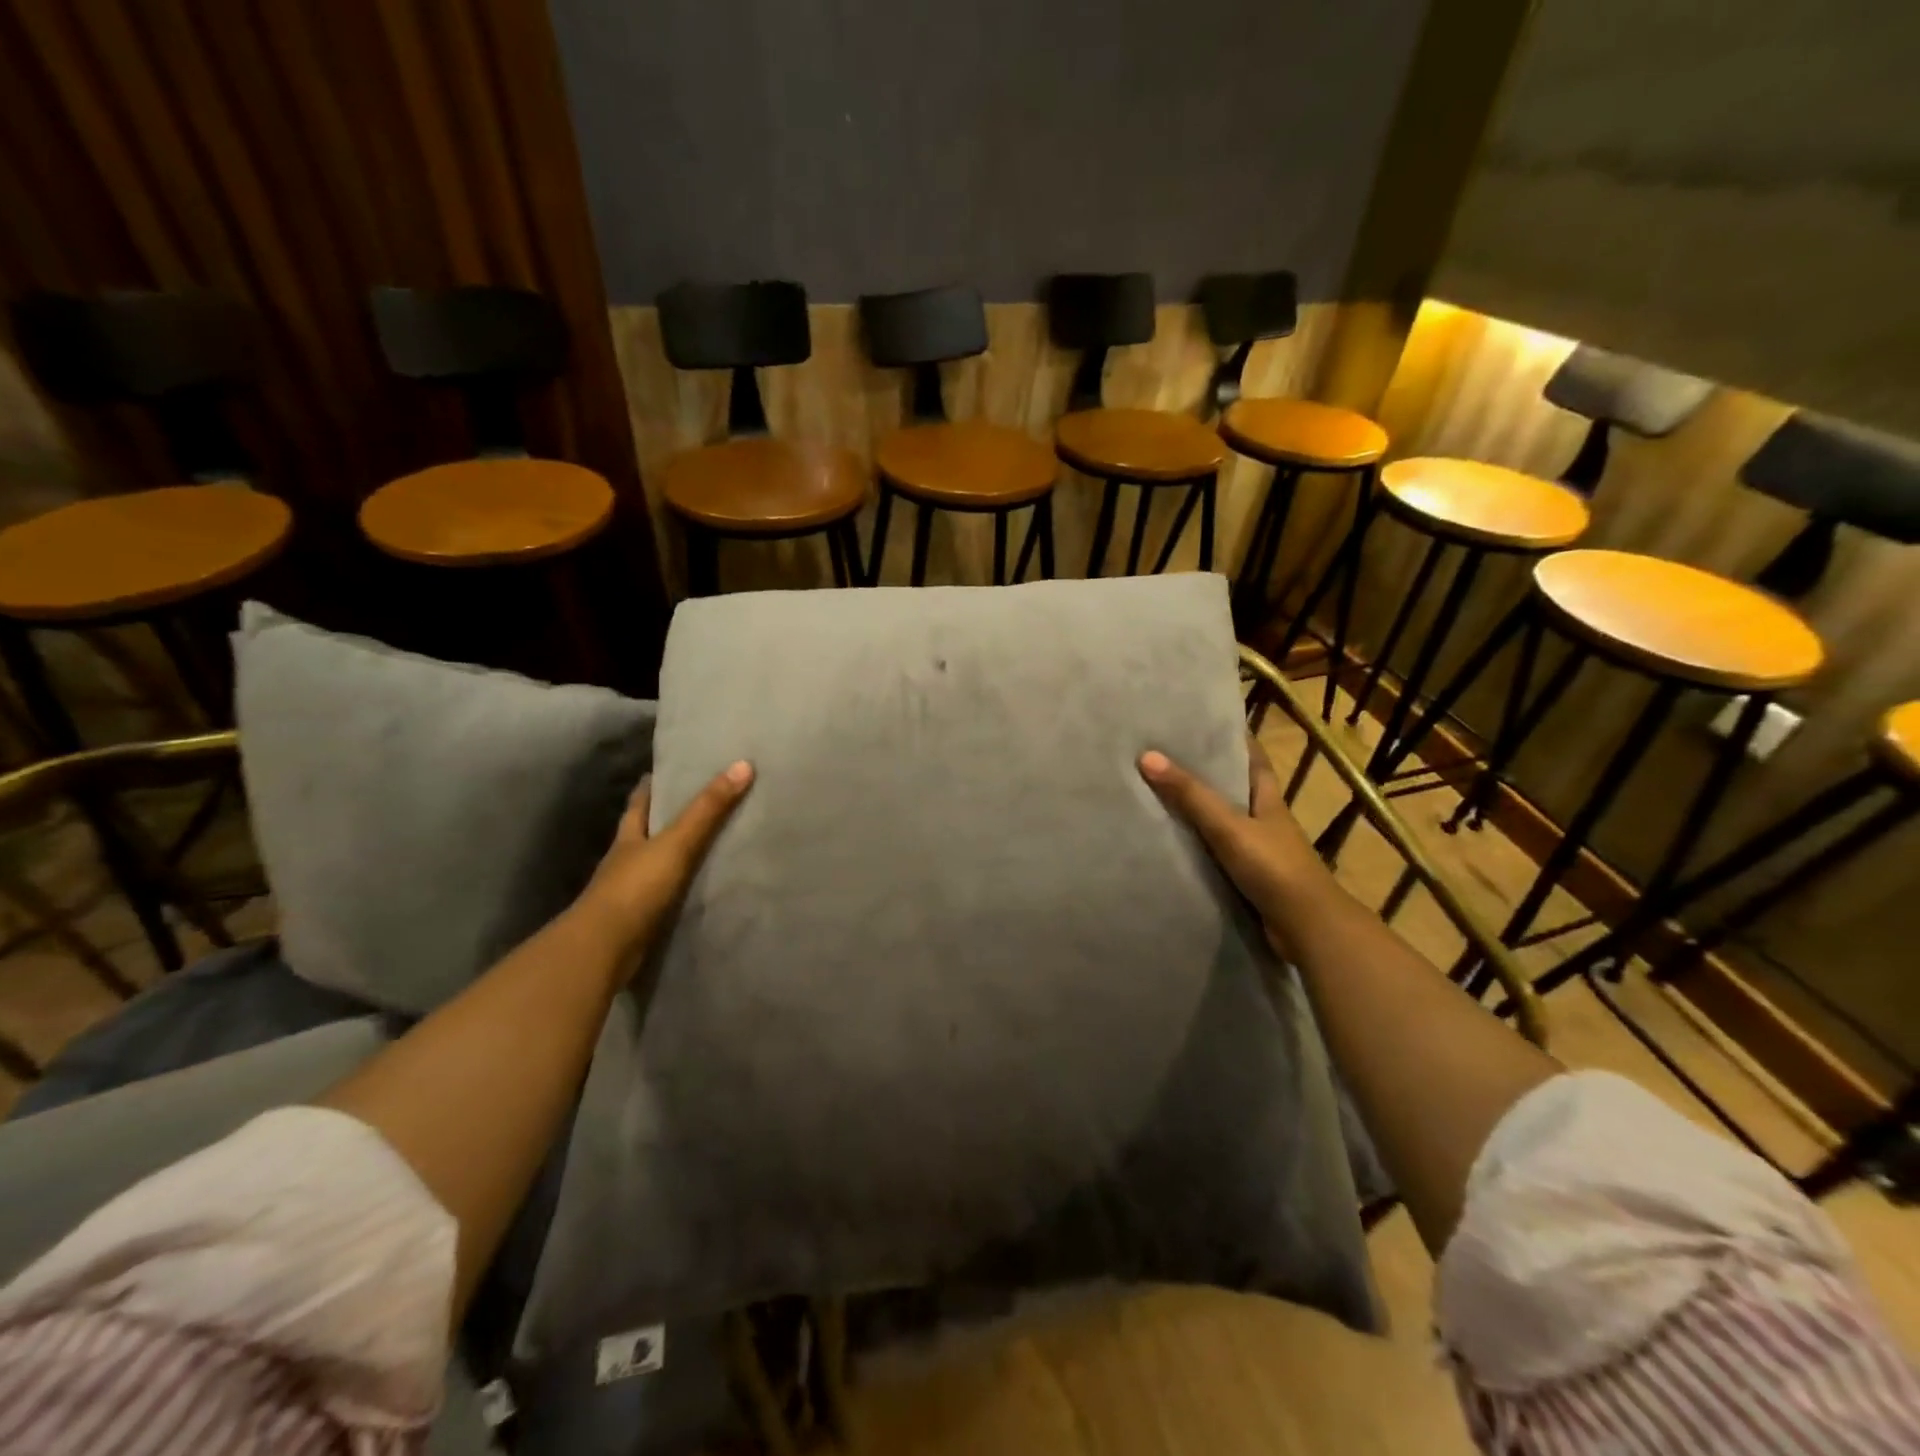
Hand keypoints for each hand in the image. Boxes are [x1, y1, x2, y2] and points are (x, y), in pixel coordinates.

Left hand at [571, 760, 754, 976]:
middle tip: (694, 803)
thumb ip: (708, 809)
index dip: (650, 786)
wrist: (605, 949)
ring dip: (672, 856)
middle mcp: (626, 861)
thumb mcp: (677, 842)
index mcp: (629, 837)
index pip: (639, 803)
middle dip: (662, 819)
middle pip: (644, 832)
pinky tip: (697, 888)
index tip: (664, 771)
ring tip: (705, 844)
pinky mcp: (640, 920)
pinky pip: (664, 896)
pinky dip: (679, 889)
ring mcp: (630, 893)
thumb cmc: (636, 887)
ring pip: (654, 865)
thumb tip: (743, 764)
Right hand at [1139, 737, 1335, 954]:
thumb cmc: (1273, 867)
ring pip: (1226, 822)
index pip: (1253, 759)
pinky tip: (1176, 843)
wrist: (1307, 928)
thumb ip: (1190, 795)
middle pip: (1236, 789)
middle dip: (1210, 774)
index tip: (1207, 723)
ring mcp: (1260, 851)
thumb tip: (1147, 756)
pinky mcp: (1251, 878)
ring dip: (1202, 811)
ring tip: (1162, 795)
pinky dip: (1201, 845)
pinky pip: (1219, 853)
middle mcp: (1266, 821)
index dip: (1235, 739)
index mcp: (1268, 800)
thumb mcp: (1229, 826)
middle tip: (1170, 757)